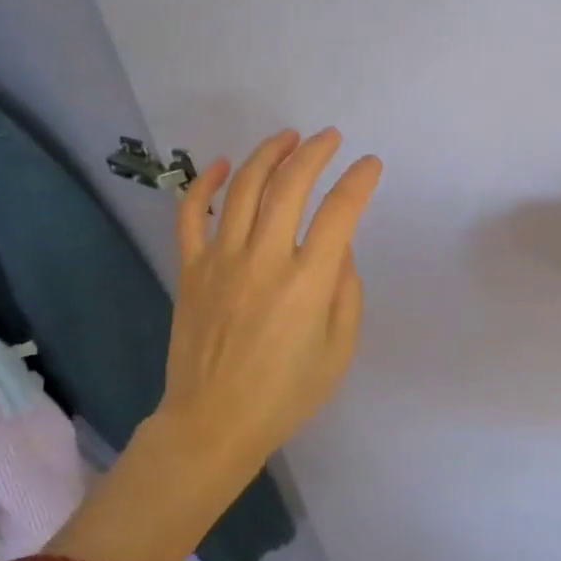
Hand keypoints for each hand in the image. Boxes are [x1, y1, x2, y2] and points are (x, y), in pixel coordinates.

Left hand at [155, 128, 382, 479]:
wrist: (212, 423)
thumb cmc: (284, 394)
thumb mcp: (338, 350)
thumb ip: (346, 291)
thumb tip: (338, 246)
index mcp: (307, 282)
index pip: (339, 212)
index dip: (359, 181)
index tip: (370, 164)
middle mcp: (264, 259)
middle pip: (290, 185)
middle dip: (315, 152)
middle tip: (330, 137)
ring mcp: (221, 260)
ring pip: (243, 188)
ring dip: (268, 154)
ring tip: (288, 137)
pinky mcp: (191, 268)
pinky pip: (190, 214)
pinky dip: (204, 183)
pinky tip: (220, 165)